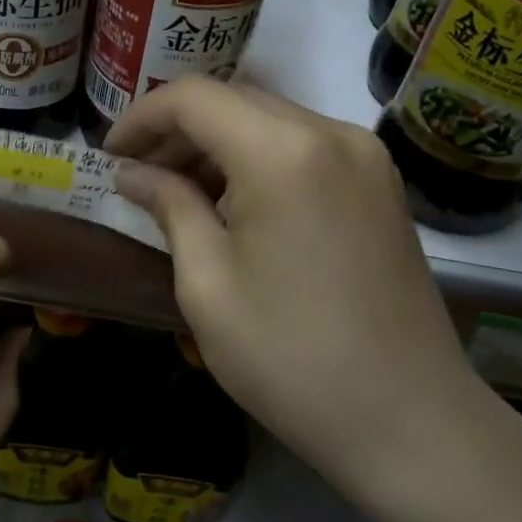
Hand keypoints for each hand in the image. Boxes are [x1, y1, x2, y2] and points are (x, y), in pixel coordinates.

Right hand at [107, 78, 486, 504]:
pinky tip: (233, 202)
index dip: (141, 117)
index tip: (109, 155)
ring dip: (216, 144)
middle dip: (176, 130)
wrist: (412, 424)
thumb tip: (133, 173)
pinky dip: (256, 159)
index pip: (193, 97)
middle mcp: (329, 132)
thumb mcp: (208, 284)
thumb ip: (169, 207)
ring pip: (268, 119)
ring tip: (177, 191)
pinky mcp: (379, 182)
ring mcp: (364, 155)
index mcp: (282, 151)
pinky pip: (301, 145)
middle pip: (233, 101)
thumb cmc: (292, 359)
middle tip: (137, 176)